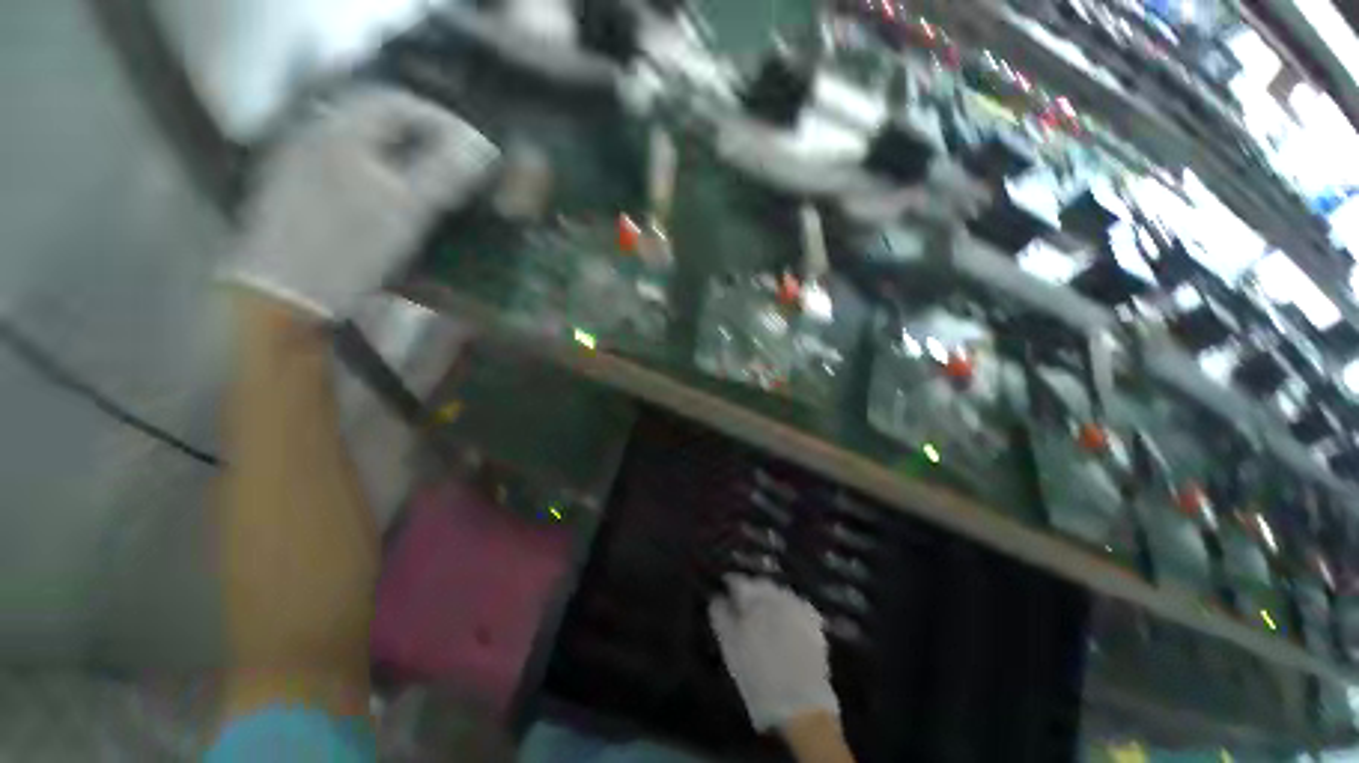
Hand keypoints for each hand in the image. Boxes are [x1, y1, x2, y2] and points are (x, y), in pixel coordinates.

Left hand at [228, 86, 499, 319]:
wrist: (285, 293)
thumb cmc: (349, 248)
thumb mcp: (408, 210)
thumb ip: (447, 173)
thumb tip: (482, 147)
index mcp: (340, 129)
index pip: (400, 103)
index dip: (443, 121)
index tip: (474, 148)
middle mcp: (315, 132)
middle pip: (380, 119)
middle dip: (424, 137)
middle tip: (457, 164)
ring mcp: (301, 159)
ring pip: (364, 142)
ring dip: (404, 155)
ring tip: (433, 181)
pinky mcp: (297, 188)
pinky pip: (347, 163)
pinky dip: (380, 171)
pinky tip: (394, 197)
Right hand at [708, 576, 839, 732]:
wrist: (801, 707)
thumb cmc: (757, 678)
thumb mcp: (731, 648)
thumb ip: (722, 617)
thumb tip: (717, 598)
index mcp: (754, 600)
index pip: (738, 581)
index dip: (729, 582)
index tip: (724, 587)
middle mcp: (777, 596)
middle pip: (760, 583)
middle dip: (751, 589)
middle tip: (743, 602)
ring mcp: (798, 607)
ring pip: (779, 592)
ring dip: (770, 597)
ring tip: (765, 612)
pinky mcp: (814, 622)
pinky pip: (798, 605)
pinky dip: (790, 607)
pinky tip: (786, 620)